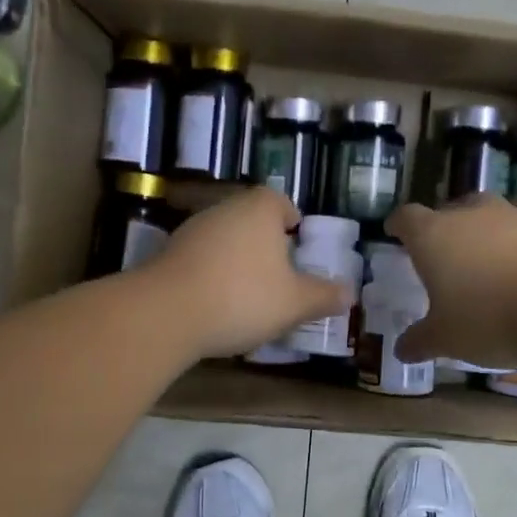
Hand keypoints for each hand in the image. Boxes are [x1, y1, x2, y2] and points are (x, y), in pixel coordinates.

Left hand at [147, 188, 350, 358]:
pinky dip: (212, 276)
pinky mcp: (167, 253)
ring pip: (225, 241)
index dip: (293, 224)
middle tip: (281, 278)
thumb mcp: (295, 302)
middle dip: (266, 246)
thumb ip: (324, 296)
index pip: (281, 203)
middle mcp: (225, 209)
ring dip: (237, 262)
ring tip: (250, 297)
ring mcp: (192, 229)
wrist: (166, 313)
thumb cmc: (242, 297)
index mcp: (259, 209)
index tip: (299, 250)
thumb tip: (350, 293)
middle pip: (252, 221)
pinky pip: (201, 260)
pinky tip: (217, 306)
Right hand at [385, 195, 516, 366]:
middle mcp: (472, 214)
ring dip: (487, 226)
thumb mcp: (446, 339)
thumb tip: (401, 350)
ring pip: (493, 210)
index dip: (399, 224)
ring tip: (490, 250)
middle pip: (450, 209)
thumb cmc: (489, 320)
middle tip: (446, 252)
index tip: (395, 231)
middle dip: (445, 226)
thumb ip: (421, 340)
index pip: (407, 218)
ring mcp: (514, 214)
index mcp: (434, 236)